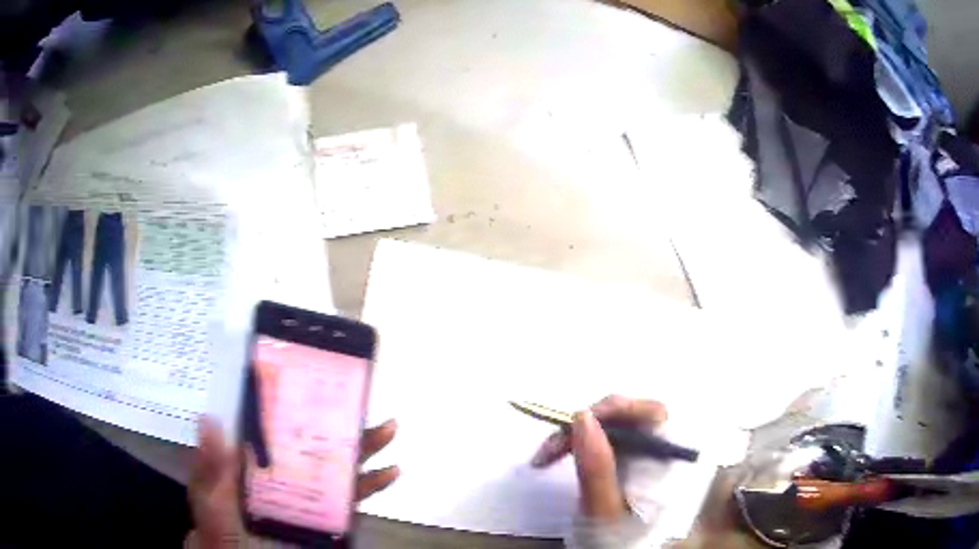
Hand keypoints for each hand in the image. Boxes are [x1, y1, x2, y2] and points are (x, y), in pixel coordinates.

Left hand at [188, 416, 399, 547]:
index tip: (307, 377)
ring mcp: (308, 490)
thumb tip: (209, 419)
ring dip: (365, 446)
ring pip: (340, 463)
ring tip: (388, 427)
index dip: (291, 400)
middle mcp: (286, 468)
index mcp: (256, 456)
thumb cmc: (221, 524)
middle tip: (359, 395)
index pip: (276, 423)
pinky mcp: (327, 512)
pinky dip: (373, 484)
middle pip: (315, 438)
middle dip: (340, 418)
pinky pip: (353, 497)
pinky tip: (392, 471)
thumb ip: (209, 464)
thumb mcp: (208, 493)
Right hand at [531, 396, 666, 521]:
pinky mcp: (624, 459)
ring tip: (544, 456)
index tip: (578, 420)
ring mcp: (641, 454)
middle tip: (549, 447)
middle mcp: (660, 451)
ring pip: (610, 426)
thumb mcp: (604, 510)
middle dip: (585, 424)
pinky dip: (576, 443)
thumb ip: (597, 467)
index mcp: (667, 461)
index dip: (618, 408)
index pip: (654, 414)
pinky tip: (555, 457)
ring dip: (575, 434)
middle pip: (627, 417)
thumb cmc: (616, 540)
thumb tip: (581, 416)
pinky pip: (602, 439)